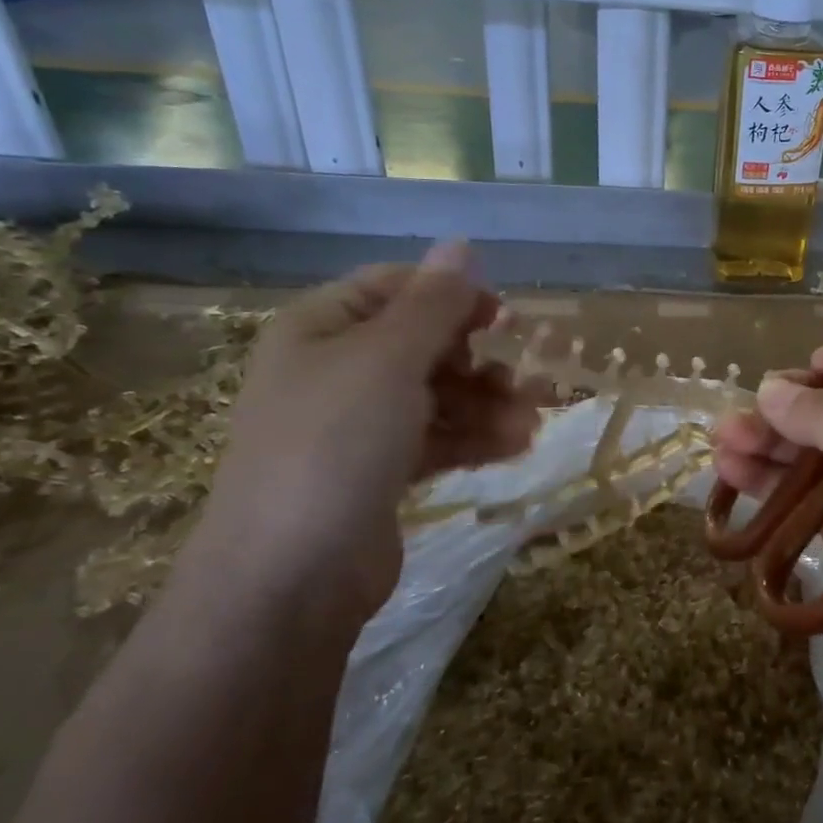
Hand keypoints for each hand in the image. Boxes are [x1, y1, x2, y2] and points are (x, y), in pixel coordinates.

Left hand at [190, 245, 541, 626]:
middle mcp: (336, 371)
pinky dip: (476, 439)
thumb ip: (433, 304)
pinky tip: (516, 447)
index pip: (396, 289)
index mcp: (322, 329)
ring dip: (489, 404)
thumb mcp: (387, 360)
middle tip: (531, 380)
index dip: (452, 296)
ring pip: (439, 396)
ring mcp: (358, 426)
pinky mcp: (380, 474)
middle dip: (481, 360)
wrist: (290, 577)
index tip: (506, 317)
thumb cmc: (335, 445)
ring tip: (532, 423)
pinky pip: (438, 440)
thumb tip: (461, 245)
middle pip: (425, 346)